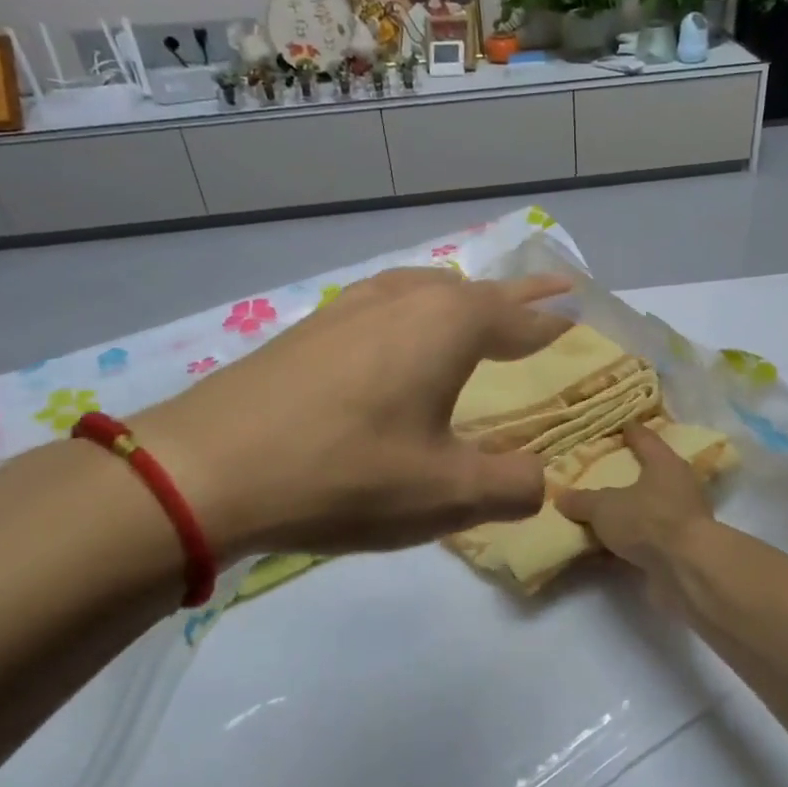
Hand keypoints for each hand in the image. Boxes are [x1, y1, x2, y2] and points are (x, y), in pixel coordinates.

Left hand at [131, 269, 571, 558]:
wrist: (205, 470)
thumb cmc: (344, 475)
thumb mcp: (446, 494)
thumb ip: (512, 485)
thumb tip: (539, 480)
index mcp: (448, 325)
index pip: (521, 316)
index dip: (554, 319)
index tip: (581, 312)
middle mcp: (403, 300)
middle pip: (474, 292)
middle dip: (513, 301)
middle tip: (542, 308)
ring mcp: (349, 309)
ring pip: (423, 292)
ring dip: (459, 303)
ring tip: (474, 319)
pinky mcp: (309, 330)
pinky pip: (383, 309)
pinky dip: (413, 318)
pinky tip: (398, 345)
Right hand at [556, 422, 716, 600]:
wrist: (687, 569)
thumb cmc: (648, 521)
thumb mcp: (604, 508)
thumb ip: (582, 501)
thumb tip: (562, 497)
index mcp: (665, 464)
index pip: (646, 439)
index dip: (631, 432)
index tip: (621, 426)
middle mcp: (678, 486)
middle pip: (651, 474)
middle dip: (629, 474)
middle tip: (603, 472)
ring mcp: (682, 519)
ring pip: (649, 509)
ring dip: (629, 513)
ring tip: (601, 514)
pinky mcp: (680, 549)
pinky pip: (647, 539)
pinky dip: (629, 542)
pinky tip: (607, 548)